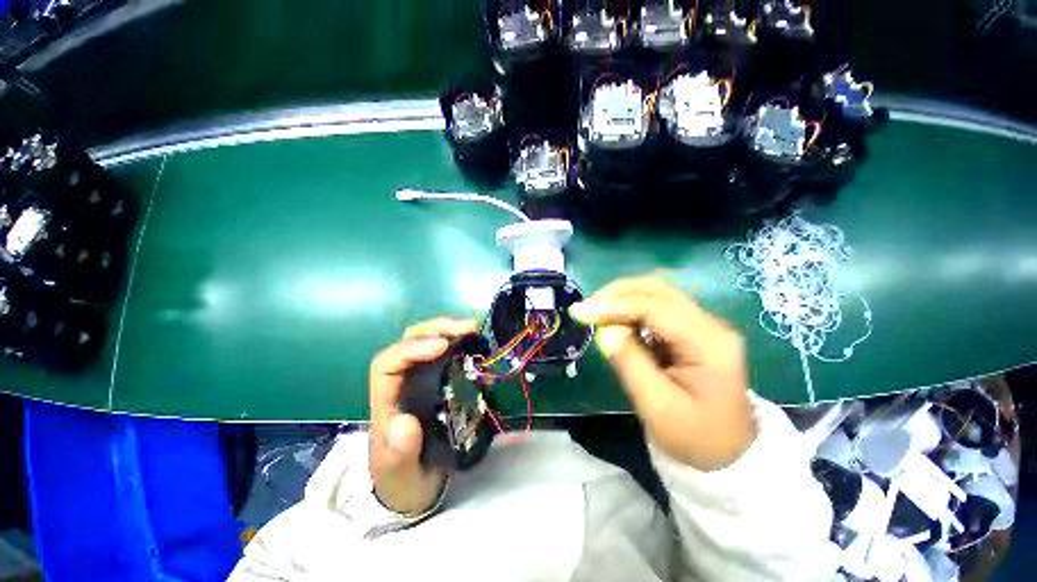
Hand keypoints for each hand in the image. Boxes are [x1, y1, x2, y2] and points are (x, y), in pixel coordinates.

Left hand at [369, 318, 478, 513]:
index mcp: (387, 401)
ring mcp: (421, 379)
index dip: (412, 349)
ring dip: (450, 330)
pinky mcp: (439, 381)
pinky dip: (461, 343)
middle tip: (467, 328)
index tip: (442, 346)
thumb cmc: (402, 481)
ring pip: (427, 342)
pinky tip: (477, 342)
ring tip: (474, 329)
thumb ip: (398, 454)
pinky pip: (447, 354)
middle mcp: (402, 383)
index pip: (388, 363)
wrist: (414, 487)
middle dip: (436, 329)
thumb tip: (404, 422)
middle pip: (409, 342)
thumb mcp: (399, 475)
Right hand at [570, 275, 756, 470]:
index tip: (581, 312)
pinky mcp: (693, 330)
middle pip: (658, 289)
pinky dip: (631, 310)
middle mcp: (710, 325)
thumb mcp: (656, 406)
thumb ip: (630, 363)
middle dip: (617, 293)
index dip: (614, 306)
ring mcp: (704, 325)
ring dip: (623, 298)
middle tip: (588, 307)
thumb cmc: (694, 438)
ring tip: (596, 314)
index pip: (655, 308)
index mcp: (709, 344)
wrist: (728, 454)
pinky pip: (657, 308)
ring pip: (657, 294)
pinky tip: (616, 322)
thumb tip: (606, 331)